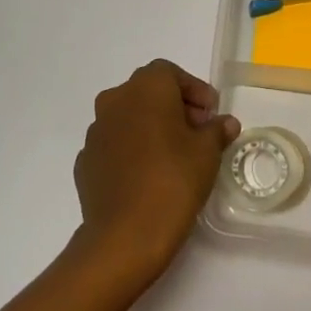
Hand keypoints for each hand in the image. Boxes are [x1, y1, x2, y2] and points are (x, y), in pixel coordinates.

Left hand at [70, 60, 239, 294]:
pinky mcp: (85, 162)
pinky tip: (148, 176)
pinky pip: (115, 145)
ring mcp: (95, 132)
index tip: (211, 114)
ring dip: (150, 128)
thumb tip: (225, 122)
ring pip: (128, 117)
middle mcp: (115, 100)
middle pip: (148, 92)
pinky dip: (132, 151)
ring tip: (174, 156)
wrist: (124, 237)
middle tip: (197, 133)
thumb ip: (217, 130)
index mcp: (145, 88)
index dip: (194, 90)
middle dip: (174, 107)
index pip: (170, 73)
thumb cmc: (173, 181)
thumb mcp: (207, 153)